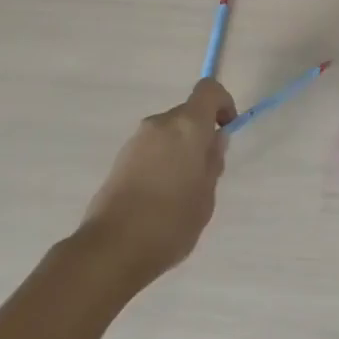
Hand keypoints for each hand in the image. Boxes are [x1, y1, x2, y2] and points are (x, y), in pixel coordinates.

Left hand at [79, 79, 235, 283]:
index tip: (227, 130)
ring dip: (179, 150)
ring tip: (180, 192)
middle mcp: (160, 123)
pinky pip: (151, 149)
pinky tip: (159, 198)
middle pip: (187, 115)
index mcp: (187, 125)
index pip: (208, 90)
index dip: (223, 103)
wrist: (111, 248)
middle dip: (200, 135)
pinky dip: (161, 161)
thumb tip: (214, 140)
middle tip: (205, 174)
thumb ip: (212, 162)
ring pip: (168, 133)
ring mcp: (136, 139)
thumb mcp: (205, 196)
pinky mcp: (120, 158)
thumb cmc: (170, 222)